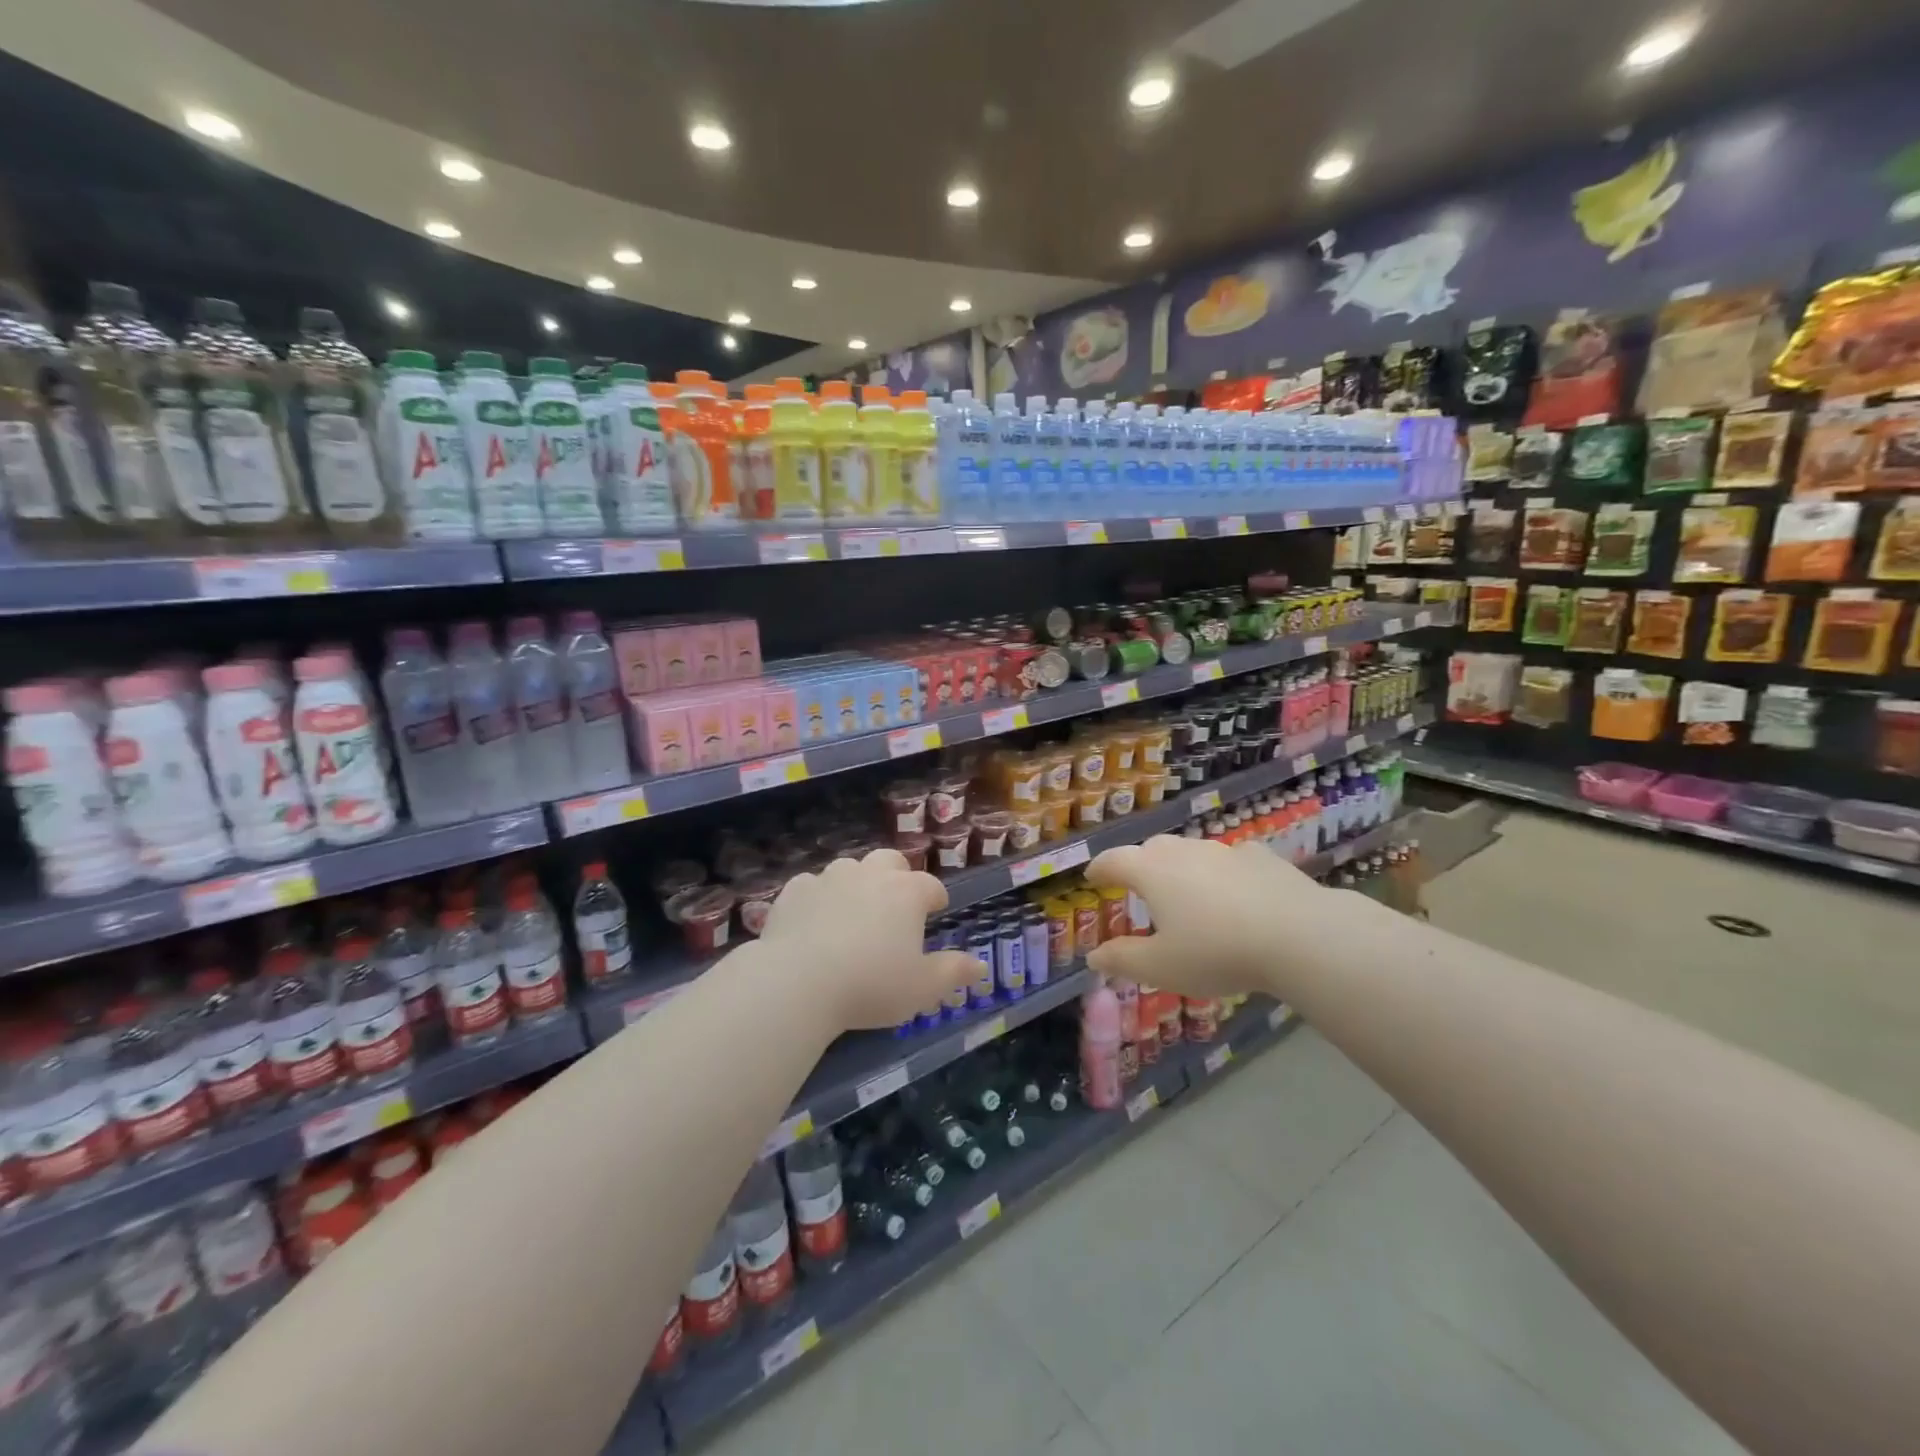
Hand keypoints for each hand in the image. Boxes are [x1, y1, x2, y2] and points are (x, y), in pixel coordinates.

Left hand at [757, 849, 978, 1031]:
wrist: (798, 982)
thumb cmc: (871, 985)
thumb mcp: (922, 988)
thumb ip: (953, 973)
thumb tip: (980, 965)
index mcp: (906, 892)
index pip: (931, 885)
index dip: (936, 897)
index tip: (937, 909)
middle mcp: (870, 875)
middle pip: (890, 861)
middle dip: (897, 875)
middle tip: (896, 903)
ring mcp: (829, 878)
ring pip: (849, 868)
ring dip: (857, 882)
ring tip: (854, 911)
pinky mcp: (794, 891)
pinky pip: (812, 885)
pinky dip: (818, 897)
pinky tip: (814, 919)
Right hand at [1083, 835, 1333, 997]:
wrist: (1298, 935)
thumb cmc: (1217, 951)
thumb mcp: (1161, 967)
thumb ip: (1122, 960)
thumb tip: (1093, 957)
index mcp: (1151, 871)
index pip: (1113, 860)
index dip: (1099, 869)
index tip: (1092, 878)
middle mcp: (1183, 851)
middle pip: (1151, 849)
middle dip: (1139, 865)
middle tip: (1138, 889)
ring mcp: (1224, 850)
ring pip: (1191, 851)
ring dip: (1181, 868)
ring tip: (1186, 894)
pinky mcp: (1261, 857)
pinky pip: (1231, 859)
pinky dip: (1222, 872)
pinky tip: (1235, 893)